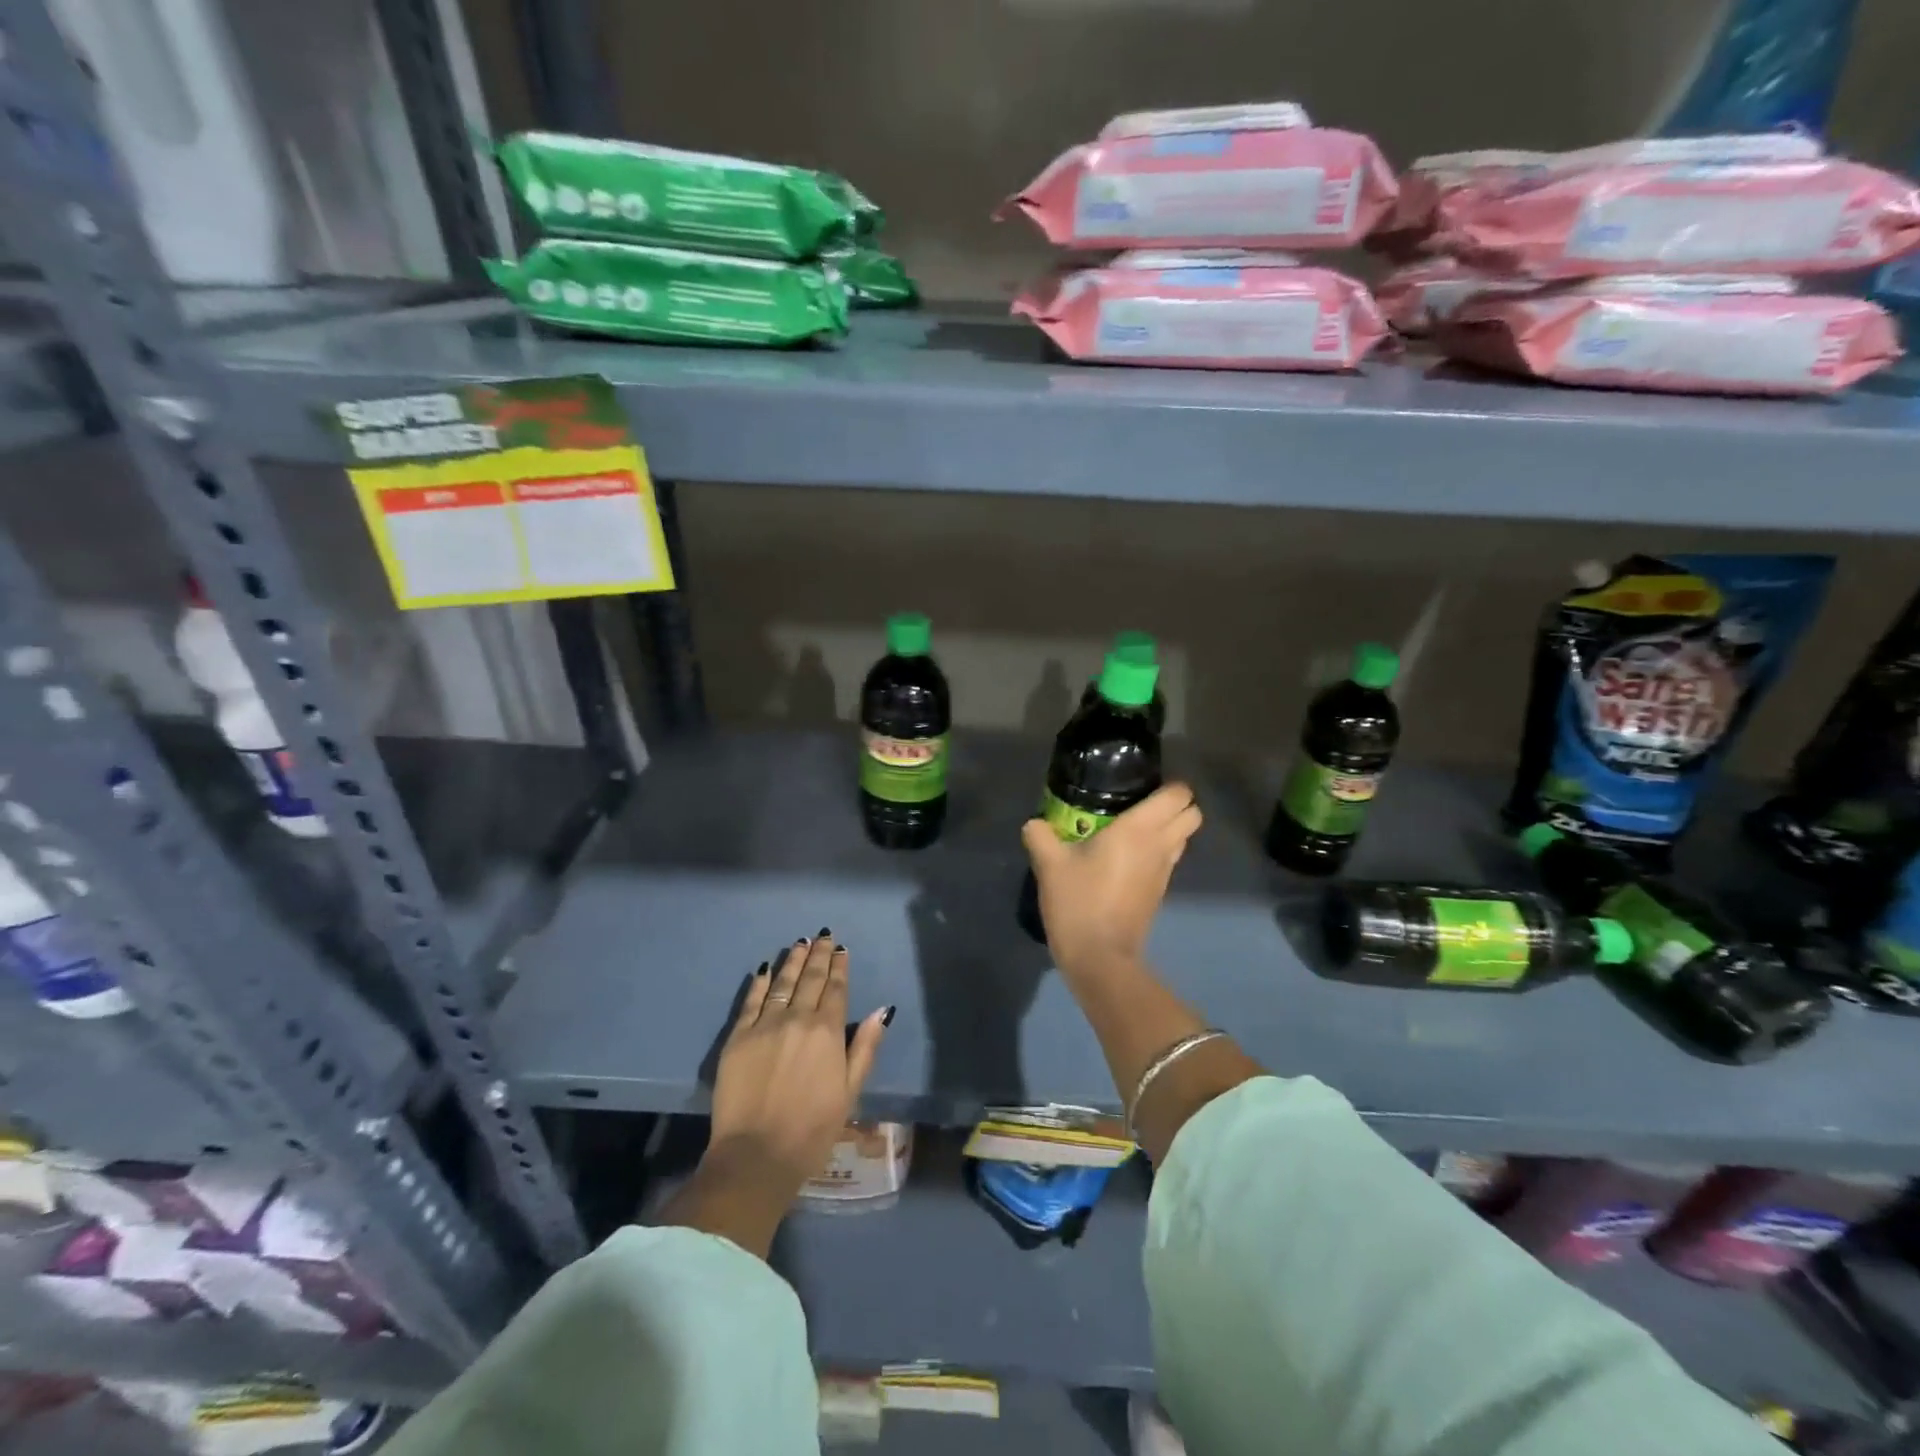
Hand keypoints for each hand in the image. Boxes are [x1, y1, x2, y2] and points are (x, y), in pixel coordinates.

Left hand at [710, 932, 891, 1190]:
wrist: (756, 1155)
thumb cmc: (813, 1129)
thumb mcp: (850, 1092)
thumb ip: (865, 1048)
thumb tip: (883, 1011)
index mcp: (828, 1032)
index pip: (836, 989)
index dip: (840, 967)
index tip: (841, 949)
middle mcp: (797, 1019)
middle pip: (810, 979)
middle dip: (818, 955)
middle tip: (823, 936)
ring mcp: (764, 1025)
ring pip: (782, 983)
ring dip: (793, 961)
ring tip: (800, 943)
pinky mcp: (738, 1037)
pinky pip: (751, 1001)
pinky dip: (760, 982)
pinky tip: (765, 969)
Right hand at [1021, 783, 1201, 976]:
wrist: (1099, 957)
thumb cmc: (1079, 902)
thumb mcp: (1049, 864)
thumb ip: (1040, 835)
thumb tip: (1035, 823)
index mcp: (1140, 829)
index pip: (1179, 795)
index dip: (1168, 785)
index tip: (1141, 784)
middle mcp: (1160, 845)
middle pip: (1192, 814)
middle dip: (1175, 805)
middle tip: (1139, 803)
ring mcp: (1164, 872)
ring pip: (1182, 838)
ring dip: (1167, 829)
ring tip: (1130, 828)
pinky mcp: (1159, 892)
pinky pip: (1168, 859)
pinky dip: (1156, 852)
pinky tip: (1123, 857)